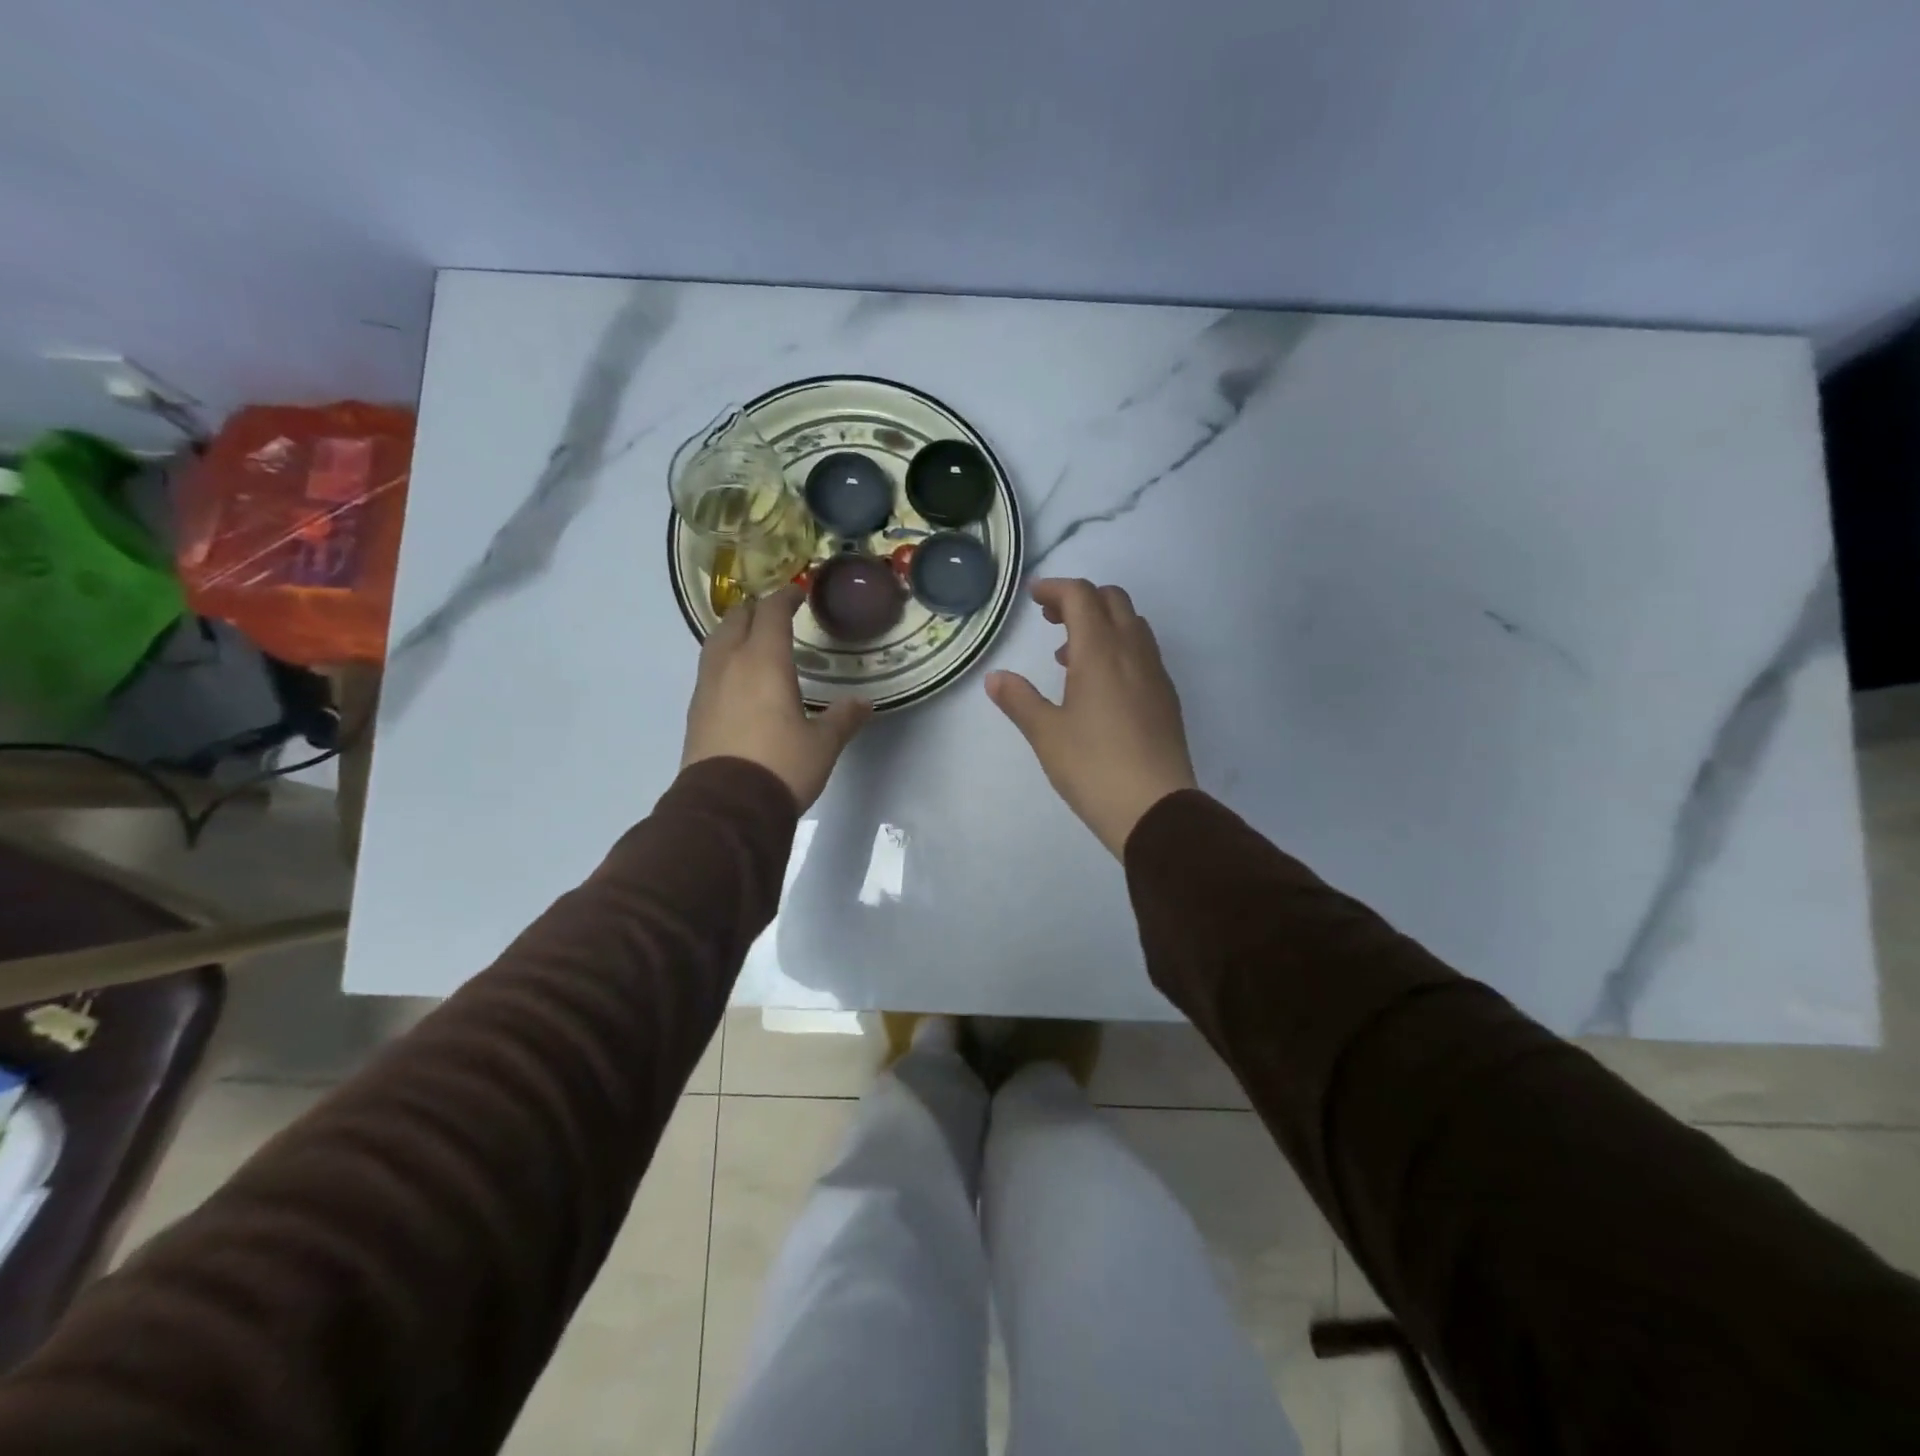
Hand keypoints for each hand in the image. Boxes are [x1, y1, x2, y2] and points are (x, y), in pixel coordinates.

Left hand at [682, 587, 870, 810]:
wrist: (727, 807)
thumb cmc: (781, 766)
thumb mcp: (823, 744)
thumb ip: (844, 718)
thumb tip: (864, 703)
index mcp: (764, 662)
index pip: (771, 614)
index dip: (785, 598)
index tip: (797, 593)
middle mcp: (730, 665)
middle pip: (736, 619)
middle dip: (755, 610)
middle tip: (775, 613)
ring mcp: (707, 687)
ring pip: (716, 642)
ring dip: (734, 631)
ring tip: (752, 639)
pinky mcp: (696, 710)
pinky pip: (709, 668)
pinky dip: (724, 659)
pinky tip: (737, 677)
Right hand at [986, 579, 1197, 857]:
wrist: (1155, 808)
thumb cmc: (1093, 767)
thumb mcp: (1046, 734)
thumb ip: (1019, 700)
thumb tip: (995, 678)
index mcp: (1100, 651)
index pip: (1081, 596)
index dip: (1055, 589)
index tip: (1034, 598)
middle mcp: (1133, 651)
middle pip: (1113, 600)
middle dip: (1081, 600)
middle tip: (1051, 621)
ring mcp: (1156, 673)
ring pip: (1132, 625)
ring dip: (1102, 624)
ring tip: (1071, 658)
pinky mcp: (1167, 697)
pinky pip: (1143, 652)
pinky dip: (1120, 648)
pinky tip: (1101, 687)